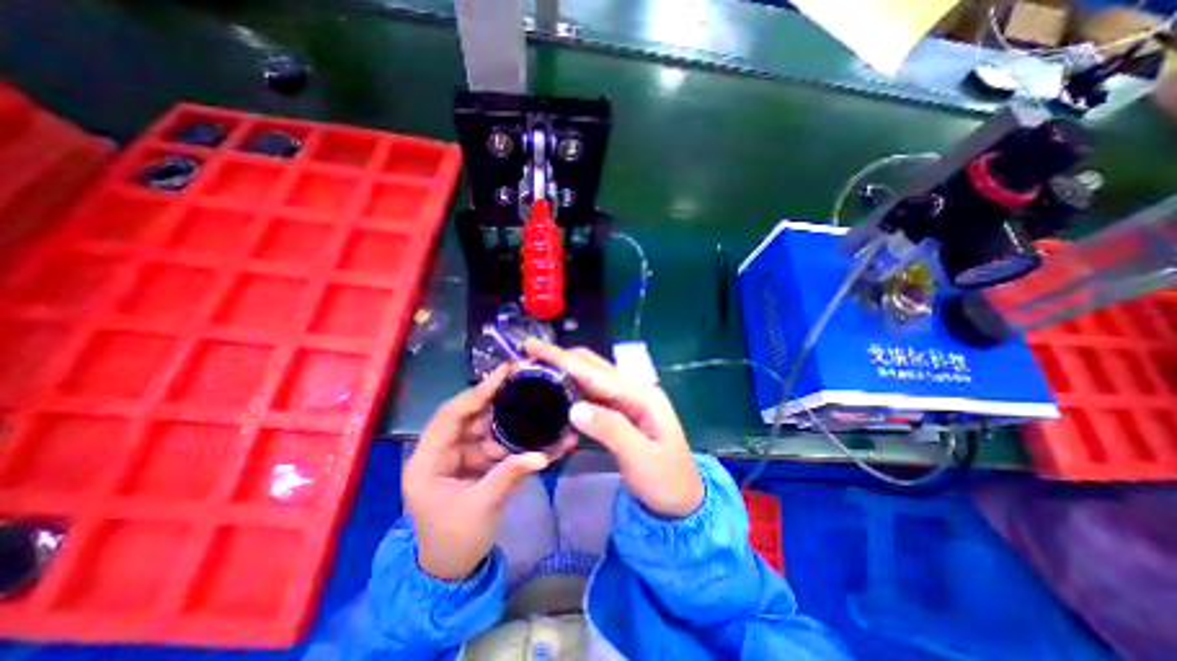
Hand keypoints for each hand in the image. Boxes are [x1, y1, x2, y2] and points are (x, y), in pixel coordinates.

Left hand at [407, 366, 577, 578]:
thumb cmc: (455, 541)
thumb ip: (511, 474)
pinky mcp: (473, 464)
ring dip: (510, 423)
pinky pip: (494, 446)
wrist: (452, 572)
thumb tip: (543, 455)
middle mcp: (440, 453)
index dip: (476, 392)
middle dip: (497, 402)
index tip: (503, 373)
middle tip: (524, 383)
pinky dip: (514, 443)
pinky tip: (536, 439)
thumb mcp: (482, 506)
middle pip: (470, 417)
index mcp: (427, 461)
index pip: (450, 415)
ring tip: (536, 408)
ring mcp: (457, 458)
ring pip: (485, 430)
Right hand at [528, 342, 700, 519]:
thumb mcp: (640, 458)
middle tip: (529, 354)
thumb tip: (574, 406)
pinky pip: (593, 394)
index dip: (564, 359)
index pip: (597, 372)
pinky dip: (573, 388)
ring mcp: (628, 400)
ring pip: (592, 377)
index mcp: (643, 395)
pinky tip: (557, 390)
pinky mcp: (621, 411)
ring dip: (566, 370)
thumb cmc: (665, 480)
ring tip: (537, 367)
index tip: (534, 347)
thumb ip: (610, 429)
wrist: (682, 499)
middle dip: (562, 358)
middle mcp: (635, 390)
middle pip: (594, 366)